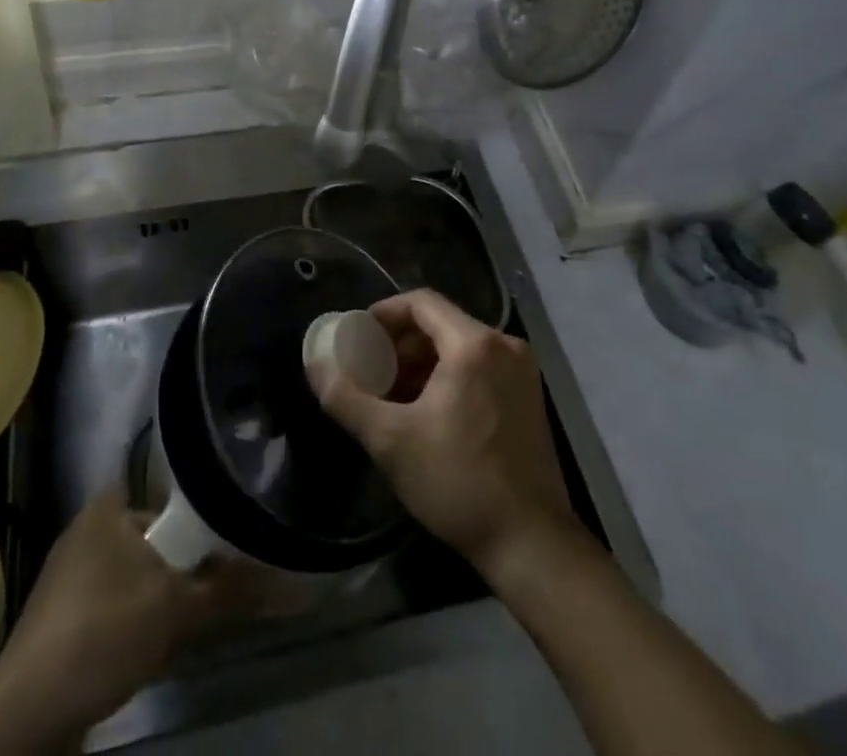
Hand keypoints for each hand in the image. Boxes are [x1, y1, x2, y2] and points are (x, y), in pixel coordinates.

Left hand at [0, 485, 249, 755]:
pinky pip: (114, 606)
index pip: (166, 489)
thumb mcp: (178, 608)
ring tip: (185, 625)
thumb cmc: (104, 632)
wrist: (26, 714)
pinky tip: (149, 651)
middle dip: (182, 565)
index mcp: (107, 506)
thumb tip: (296, 582)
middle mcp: (86, 529)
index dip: (199, 509)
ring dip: (161, 599)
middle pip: (154, 536)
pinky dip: (134, 623)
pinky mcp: (60, 620)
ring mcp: (68, 577)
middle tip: (211, 589)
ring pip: (136, 576)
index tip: (228, 532)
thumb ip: (233, 589)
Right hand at [309, 289, 582, 581]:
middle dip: (402, 342)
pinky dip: (450, 376)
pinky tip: (428, 411)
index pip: (422, 302)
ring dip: (424, 361)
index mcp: (474, 344)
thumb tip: (315, 363)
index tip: (359, 335)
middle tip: (372, 368)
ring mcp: (522, 371)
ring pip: (461, 347)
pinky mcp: (529, 397)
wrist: (531, 543)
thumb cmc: (458, 482)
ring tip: (393, 393)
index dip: (386, 312)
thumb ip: (346, 396)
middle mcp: (504, 345)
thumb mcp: (390, 440)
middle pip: (442, 323)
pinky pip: (481, 367)